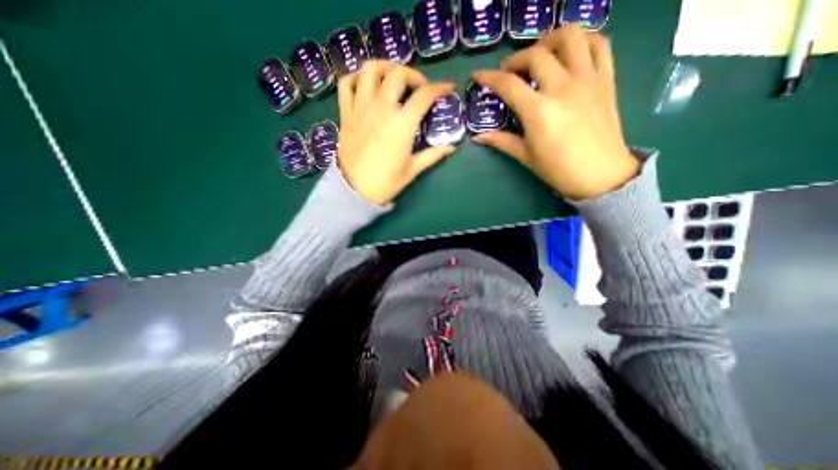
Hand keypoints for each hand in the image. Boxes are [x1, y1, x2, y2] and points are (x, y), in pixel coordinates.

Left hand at [337, 58, 457, 204]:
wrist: (355, 191)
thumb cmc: (386, 182)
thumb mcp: (412, 170)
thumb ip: (432, 155)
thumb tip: (451, 148)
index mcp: (402, 124)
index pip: (424, 96)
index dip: (439, 88)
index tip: (447, 88)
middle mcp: (382, 109)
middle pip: (398, 74)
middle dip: (413, 74)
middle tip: (419, 87)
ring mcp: (361, 108)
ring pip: (370, 70)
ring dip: (385, 67)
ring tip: (393, 77)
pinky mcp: (346, 113)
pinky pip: (346, 84)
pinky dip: (356, 77)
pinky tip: (366, 84)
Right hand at [470, 24, 642, 199]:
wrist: (601, 175)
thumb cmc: (558, 169)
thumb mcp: (525, 156)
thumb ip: (501, 141)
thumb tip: (478, 137)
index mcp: (538, 111)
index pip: (508, 84)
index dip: (489, 77)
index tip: (478, 76)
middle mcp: (562, 87)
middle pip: (535, 54)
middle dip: (515, 59)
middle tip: (509, 72)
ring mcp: (587, 79)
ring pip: (570, 36)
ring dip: (549, 40)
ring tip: (540, 55)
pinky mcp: (606, 79)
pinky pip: (599, 44)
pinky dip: (583, 41)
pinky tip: (570, 55)